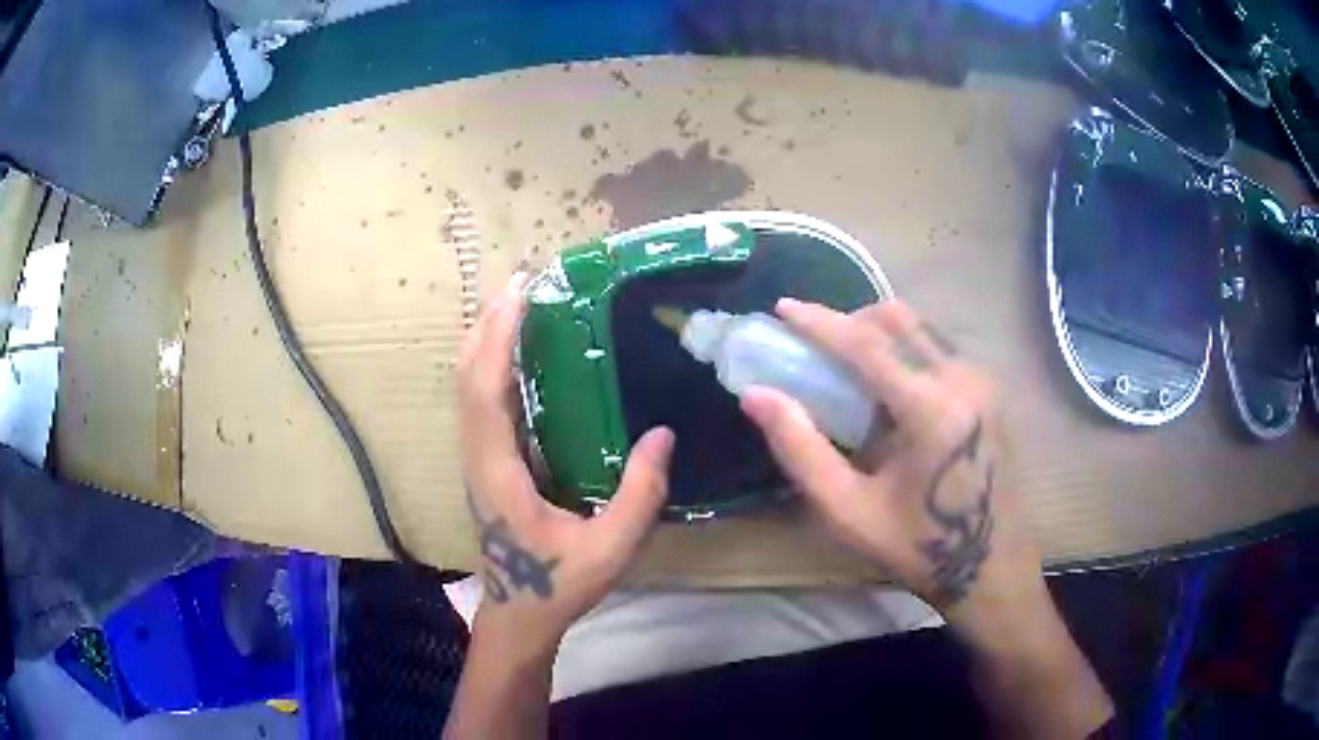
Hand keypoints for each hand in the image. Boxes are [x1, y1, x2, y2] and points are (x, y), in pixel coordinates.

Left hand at [457, 273, 673, 658]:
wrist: (519, 615)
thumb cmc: (558, 585)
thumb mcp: (609, 549)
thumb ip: (639, 496)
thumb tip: (663, 434)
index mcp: (498, 471)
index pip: (485, 392)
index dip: (497, 339)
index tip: (518, 294)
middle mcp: (478, 457)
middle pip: (467, 378)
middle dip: (488, 325)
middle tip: (521, 282)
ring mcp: (477, 459)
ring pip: (468, 388)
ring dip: (486, 341)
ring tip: (517, 303)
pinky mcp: (486, 464)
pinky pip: (481, 403)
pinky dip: (491, 366)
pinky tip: (517, 354)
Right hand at [740, 298, 1042, 629]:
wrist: (990, 564)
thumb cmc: (916, 546)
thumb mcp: (847, 509)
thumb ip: (800, 449)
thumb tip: (756, 394)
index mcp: (931, 410)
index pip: (868, 344)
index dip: (820, 322)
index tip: (782, 308)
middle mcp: (963, 379)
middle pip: (897, 320)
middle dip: (849, 321)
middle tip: (813, 344)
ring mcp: (982, 380)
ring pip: (920, 327)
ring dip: (877, 332)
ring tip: (845, 363)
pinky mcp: (989, 388)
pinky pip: (938, 345)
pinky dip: (903, 347)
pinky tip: (887, 384)